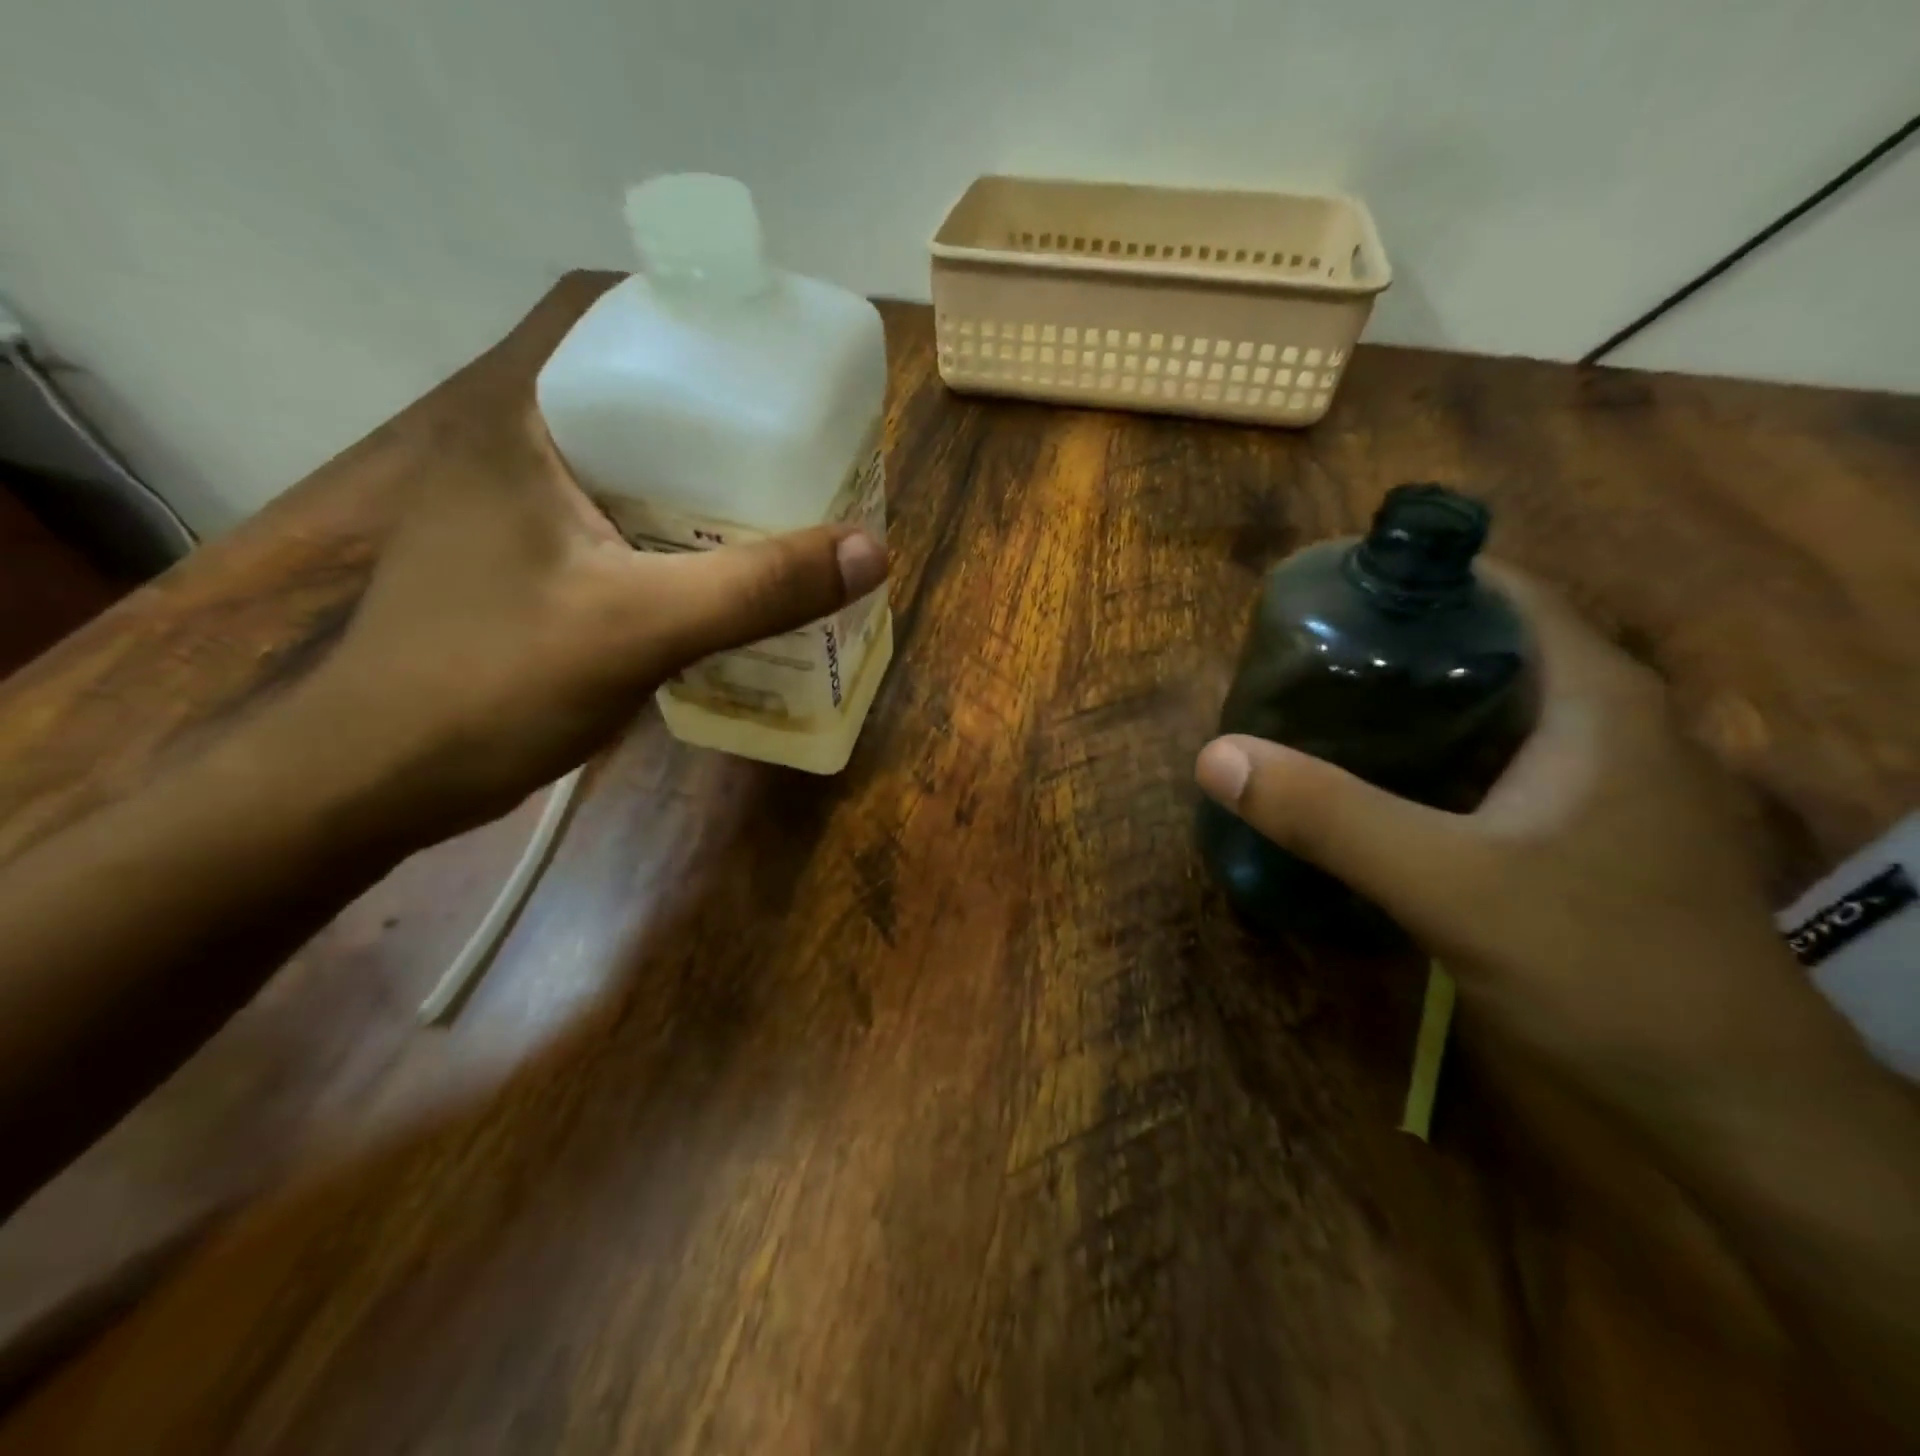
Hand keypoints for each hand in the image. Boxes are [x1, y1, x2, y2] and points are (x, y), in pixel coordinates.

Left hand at [299, 401, 885, 840]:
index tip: (795, 389)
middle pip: (651, 419)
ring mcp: (524, 516)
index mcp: (527, 422)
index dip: (721, 355)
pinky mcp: (535, 570)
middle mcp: (521, 452)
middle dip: (734, 442)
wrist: (380, 779)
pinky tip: (729, 581)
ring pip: (642, 484)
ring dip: (711, 501)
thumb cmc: (492, 684)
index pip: (635, 342)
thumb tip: (873, 550)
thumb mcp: (638, 628)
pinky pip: (629, 537)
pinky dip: (683, 550)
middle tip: (813, 464)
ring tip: (790, 517)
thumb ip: (754, 588)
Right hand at [1194, 563, 1834, 1106]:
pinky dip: (1429, 757)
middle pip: (1486, 647)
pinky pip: (1493, 763)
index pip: (1500, 591)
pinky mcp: (1586, 830)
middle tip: (1298, 664)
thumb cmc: (1601, 967)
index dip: (1409, 582)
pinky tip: (1372, 784)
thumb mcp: (1445, 884)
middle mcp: (1608, 721)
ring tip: (1316, 713)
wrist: (1724, 1101)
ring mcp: (1603, 780)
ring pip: (1488, 710)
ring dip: (1406, 705)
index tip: (1320, 601)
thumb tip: (1215, 755)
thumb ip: (1328, 815)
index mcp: (1595, 699)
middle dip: (1390, 645)